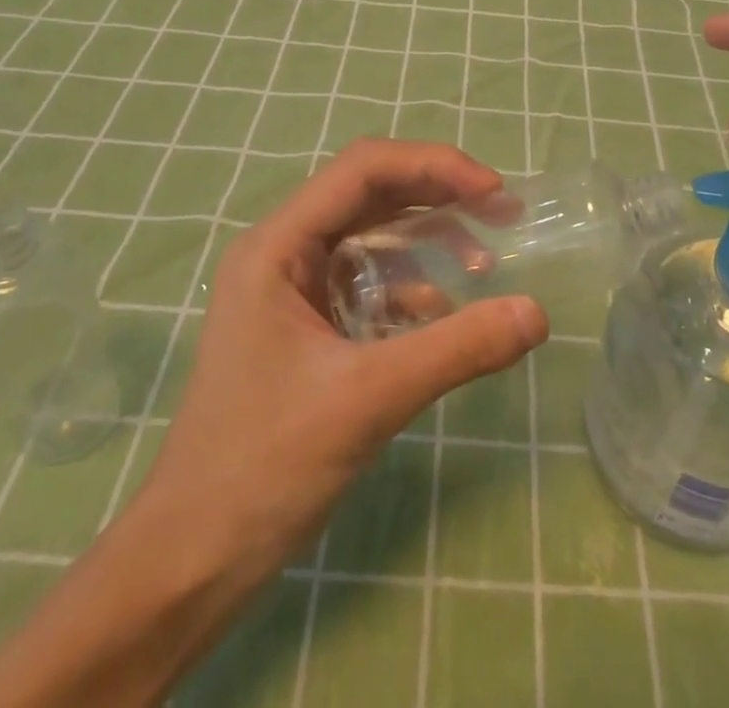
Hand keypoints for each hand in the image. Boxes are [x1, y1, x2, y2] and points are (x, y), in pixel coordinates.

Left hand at [0, 141, 546, 707]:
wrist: (191, 562)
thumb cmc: (264, 466)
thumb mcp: (370, 399)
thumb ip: (457, 349)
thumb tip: (537, 314)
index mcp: (278, 246)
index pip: (362, 169)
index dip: (433, 166)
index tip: (492, 191)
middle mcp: (283, 252)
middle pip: (370, 194)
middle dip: (437, 197)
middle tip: (501, 213)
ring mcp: (292, 289)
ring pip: (372, 237)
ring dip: (427, 242)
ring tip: (481, 265)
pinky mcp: (306, 326)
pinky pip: (368, 282)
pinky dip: (410, 289)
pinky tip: (442, 318)